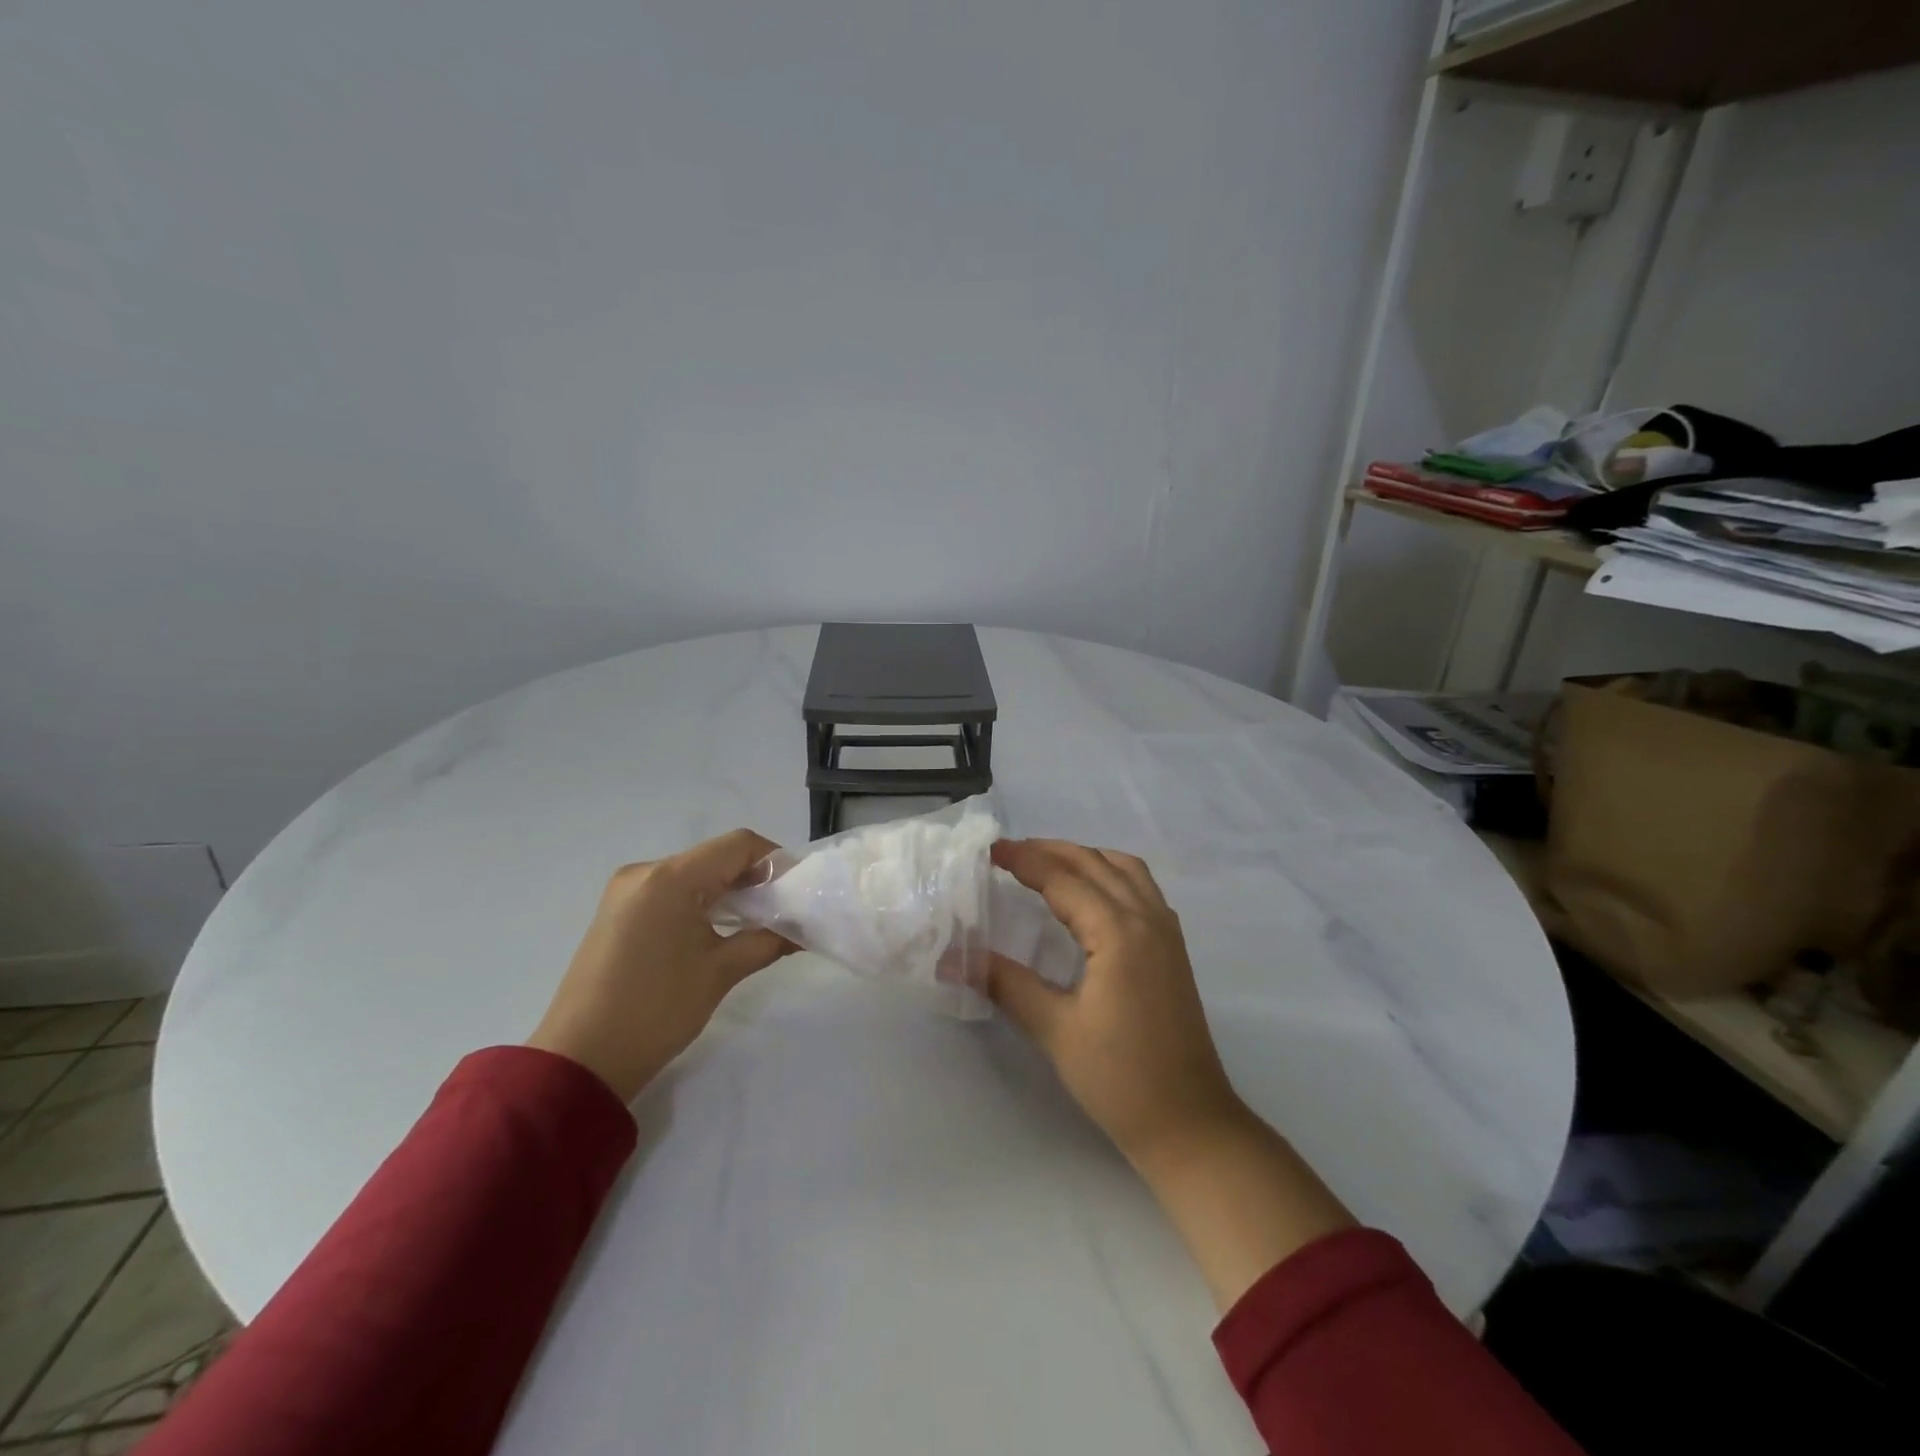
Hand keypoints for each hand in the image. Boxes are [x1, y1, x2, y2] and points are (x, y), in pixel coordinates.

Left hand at [527, 829, 793, 1101]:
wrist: (580, 1061)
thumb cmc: (657, 1010)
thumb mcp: (721, 972)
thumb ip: (768, 940)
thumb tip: (803, 930)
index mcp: (671, 878)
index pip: (739, 845)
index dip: (776, 860)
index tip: (799, 891)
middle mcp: (645, 872)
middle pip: (716, 856)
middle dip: (755, 878)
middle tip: (785, 910)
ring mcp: (626, 891)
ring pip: (694, 874)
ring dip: (729, 891)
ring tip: (758, 924)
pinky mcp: (618, 912)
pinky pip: (672, 891)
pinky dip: (702, 902)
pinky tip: (719, 930)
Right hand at [987, 839, 1245, 1162]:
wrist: (1189, 1123)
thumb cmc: (1119, 1078)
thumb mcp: (1054, 1029)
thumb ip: (1005, 983)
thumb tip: (951, 959)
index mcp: (1118, 931)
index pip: (1063, 879)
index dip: (1025, 860)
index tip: (990, 850)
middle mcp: (1147, 918)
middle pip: (1096, 863)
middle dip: (1052, 850)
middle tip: (1009, 852)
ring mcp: (1166, 932)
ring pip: (1125, 869)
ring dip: (1085, 857)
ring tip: (1047, 864)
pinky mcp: (1173, 949)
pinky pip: (1142, 888)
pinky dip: (1111, 874)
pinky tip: (1092, 895)